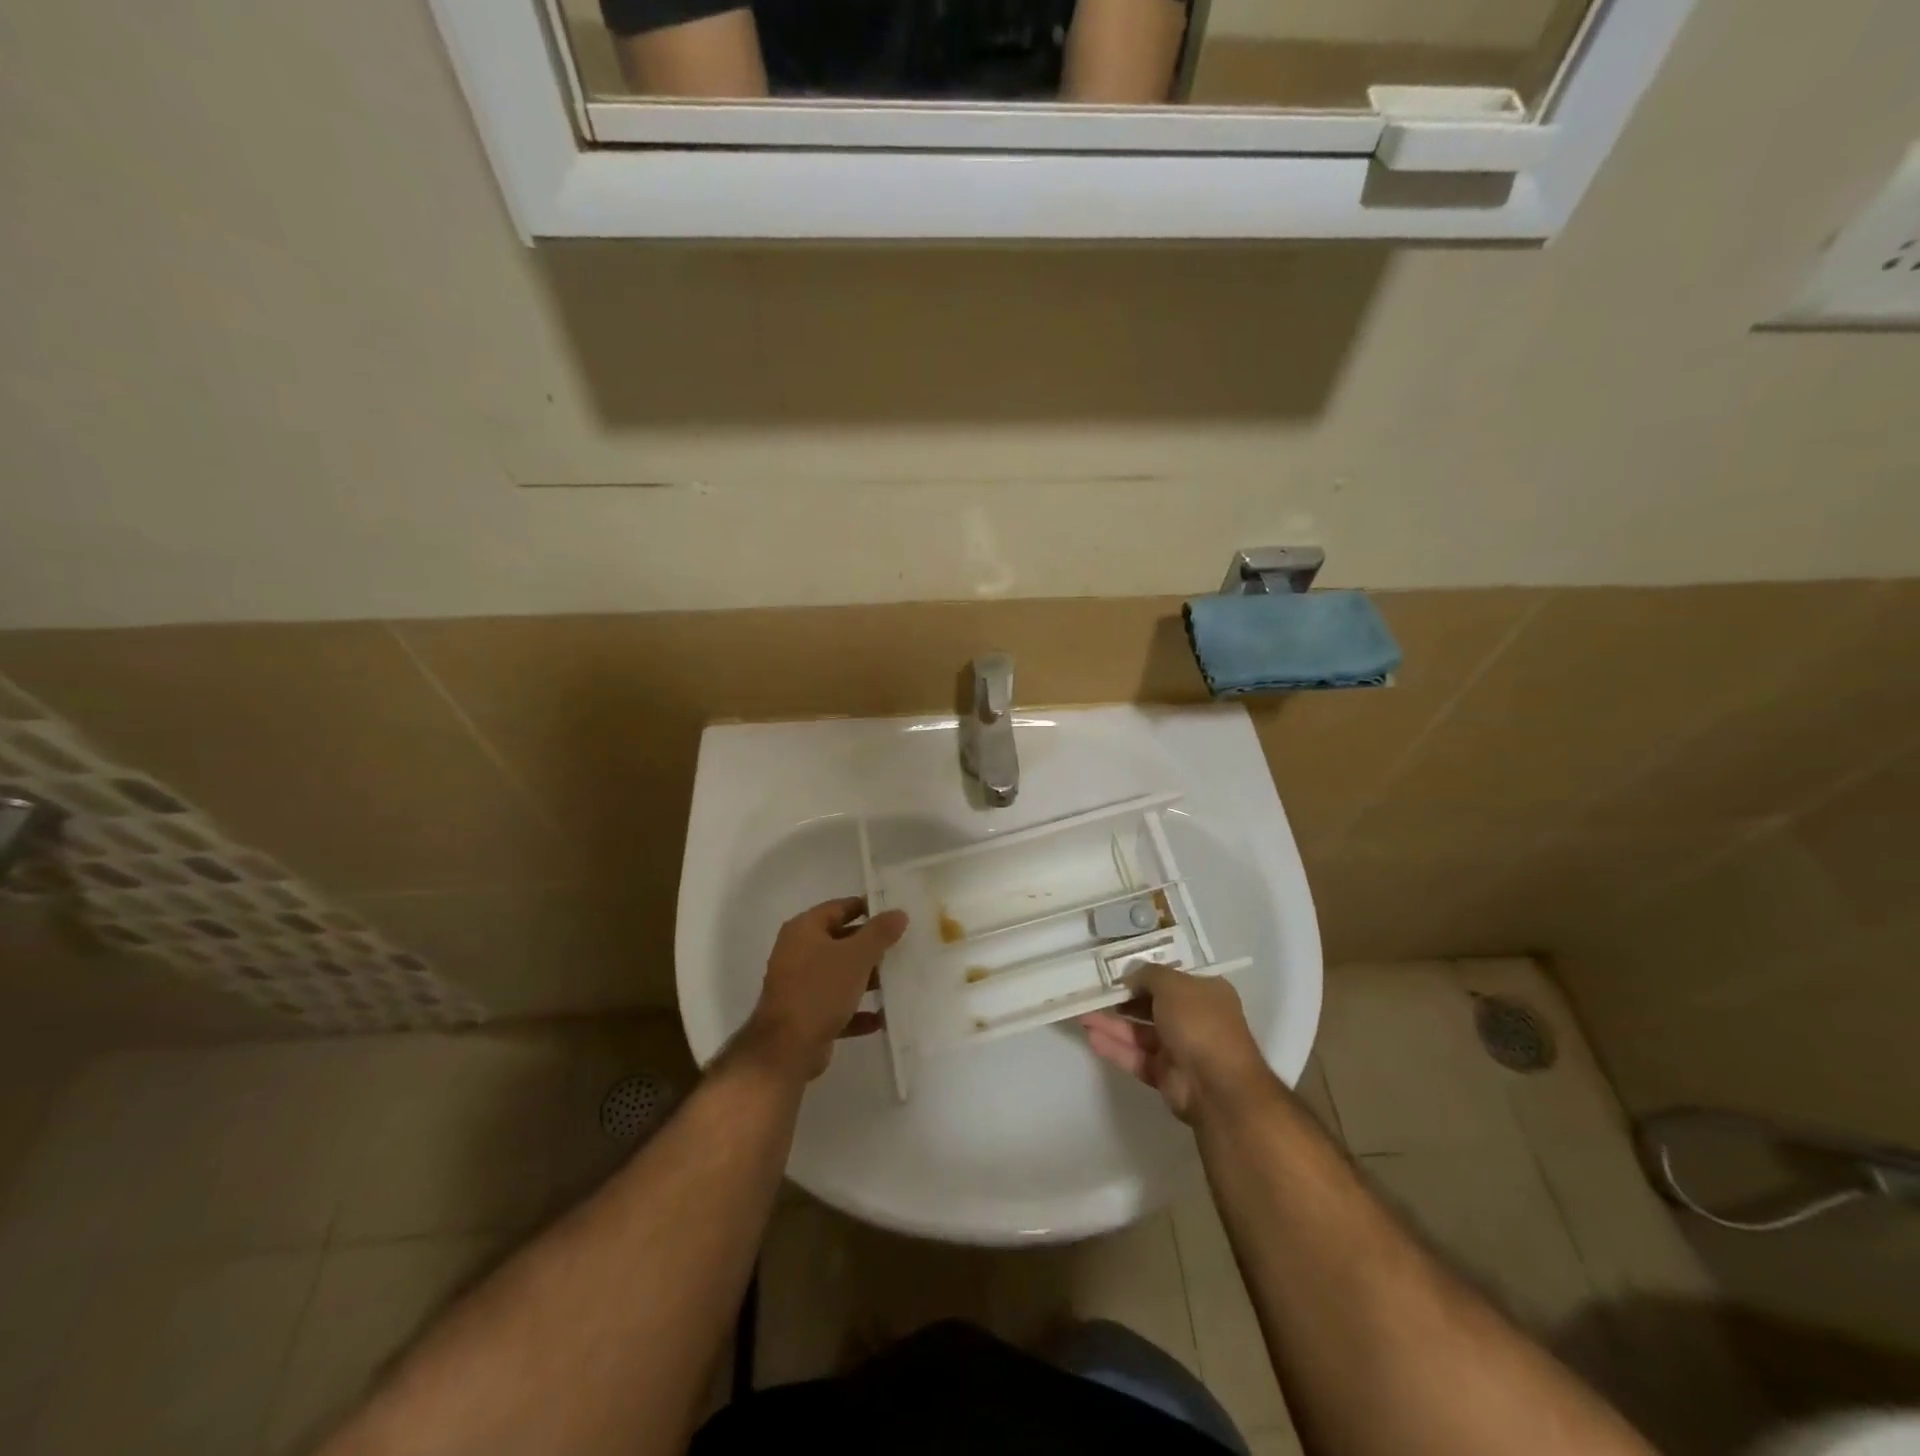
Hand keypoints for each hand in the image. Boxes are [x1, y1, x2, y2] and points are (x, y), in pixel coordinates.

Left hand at [738, 898, 908, 1083]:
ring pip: (840, 974)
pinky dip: (857, 1010)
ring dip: (866, 979)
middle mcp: (798, 952)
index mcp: (804, 929)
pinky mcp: (805, 1015)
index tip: (895, 913)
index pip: (839, 908)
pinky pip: (837, 1005)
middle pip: (840, 941)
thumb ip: (879, 933)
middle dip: (870, 946)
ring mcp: (800, 985)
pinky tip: (881, 1018)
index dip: (867, 908)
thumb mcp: (856, 956)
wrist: (786, 1049)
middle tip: (902, 947)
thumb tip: (899, 912)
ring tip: (897, 981)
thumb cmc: (820, 990)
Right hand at [1080, 964, 1271, 1123]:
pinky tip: (1091, 1037)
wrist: (1218, 1086)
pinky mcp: (1165, 1074)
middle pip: (1152, 1005)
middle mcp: (1194, 1018)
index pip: (1171, 978)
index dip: (1145, 973)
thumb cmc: (1200, 1023)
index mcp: (1205, 993)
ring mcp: (1179, 1048)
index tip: (1116, 970)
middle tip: (1093, 992)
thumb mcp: (1173, 985)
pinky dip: (1115, 1047)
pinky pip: (1136, 1056)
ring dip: (1112, 1023)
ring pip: (1140, 1032)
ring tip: (1082, 1014)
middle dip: (1122, 1000)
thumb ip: (1148, 975)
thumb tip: (1130, 976)